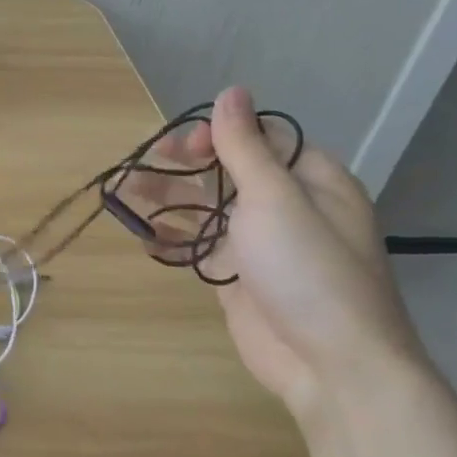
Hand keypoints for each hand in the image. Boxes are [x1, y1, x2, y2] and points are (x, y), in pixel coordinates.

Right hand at [122, 86, 424, 418]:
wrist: (333, 366)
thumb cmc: (308, 269)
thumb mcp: (275, 197)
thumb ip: (245, 146)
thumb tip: (232, 90)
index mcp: (309, 179)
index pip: (258, 137)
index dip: (217, 134)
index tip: (184, 148)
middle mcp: (286, 205)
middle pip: (226, 170)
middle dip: (182, 165)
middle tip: (141, 166)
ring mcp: (261, 244)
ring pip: (207, 207)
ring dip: (168, 198)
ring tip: (124, 191)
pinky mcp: (239, 278)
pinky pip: (200, 246)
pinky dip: (172, 239)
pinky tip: (144, 235)